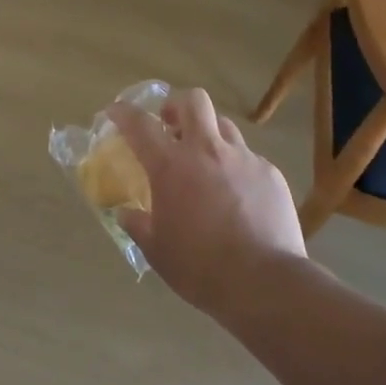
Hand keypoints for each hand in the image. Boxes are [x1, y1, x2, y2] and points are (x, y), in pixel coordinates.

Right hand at [107, 88, 305, 315]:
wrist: (265, 283)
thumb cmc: (200, 267)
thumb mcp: (156, 250)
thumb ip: (138, 225)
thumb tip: (127, 214)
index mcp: (171, 166)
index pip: (140, 124)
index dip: (123, 112)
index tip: (115, 110)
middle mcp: (207, 151)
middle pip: (193, 101)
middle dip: (177, 105)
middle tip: (170, 124)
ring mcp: (243, 159)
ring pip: (224, 125)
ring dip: (209, 134)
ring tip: (205, 159)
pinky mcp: (271, 174)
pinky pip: (249, 158)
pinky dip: (236, 167)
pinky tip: (237, 194)